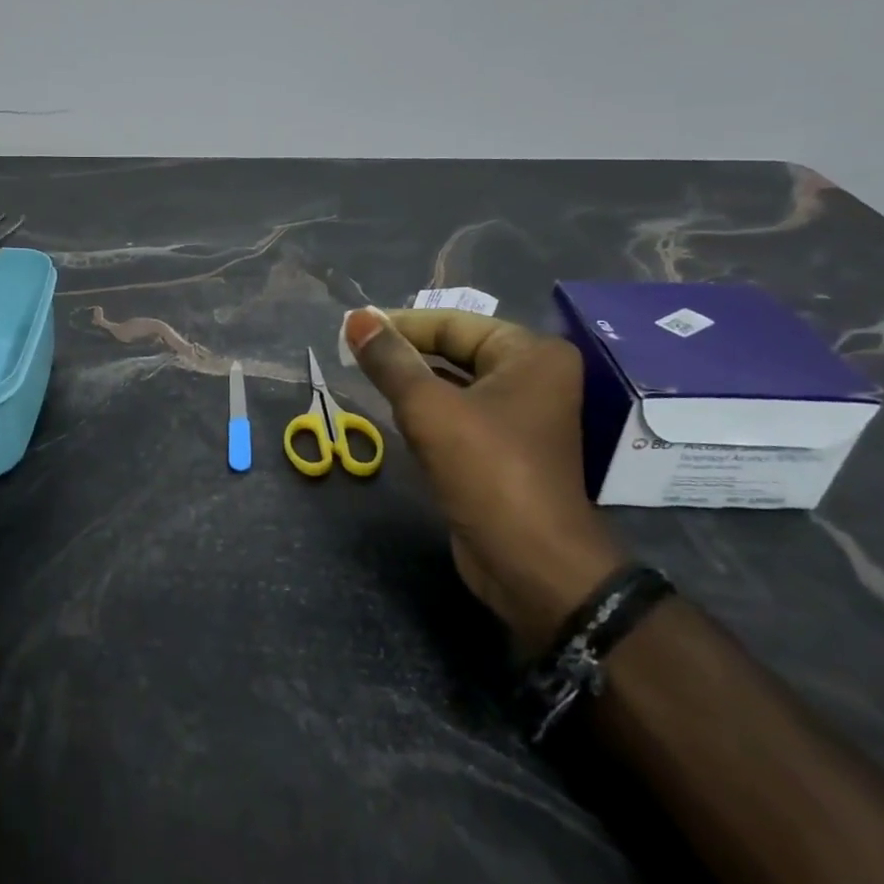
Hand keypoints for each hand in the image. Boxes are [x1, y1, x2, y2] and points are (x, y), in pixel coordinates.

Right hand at [343, 306, 627, 650]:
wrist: (530, 564)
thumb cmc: (486, 471)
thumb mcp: (429, 409)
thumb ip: (390, 361)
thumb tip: (356, 318)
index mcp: (530, 354)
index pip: (452, 324)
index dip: (399, 324)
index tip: (351, 329)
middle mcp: (532, 377)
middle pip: (455, 350)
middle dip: (404, 352)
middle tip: (351, 351)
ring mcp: (520, 415)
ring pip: (453, 383)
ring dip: (410, 381)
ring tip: (361, 375)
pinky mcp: (504, 448)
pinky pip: (457, 413)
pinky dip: (425, 410)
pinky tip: (390, 411)